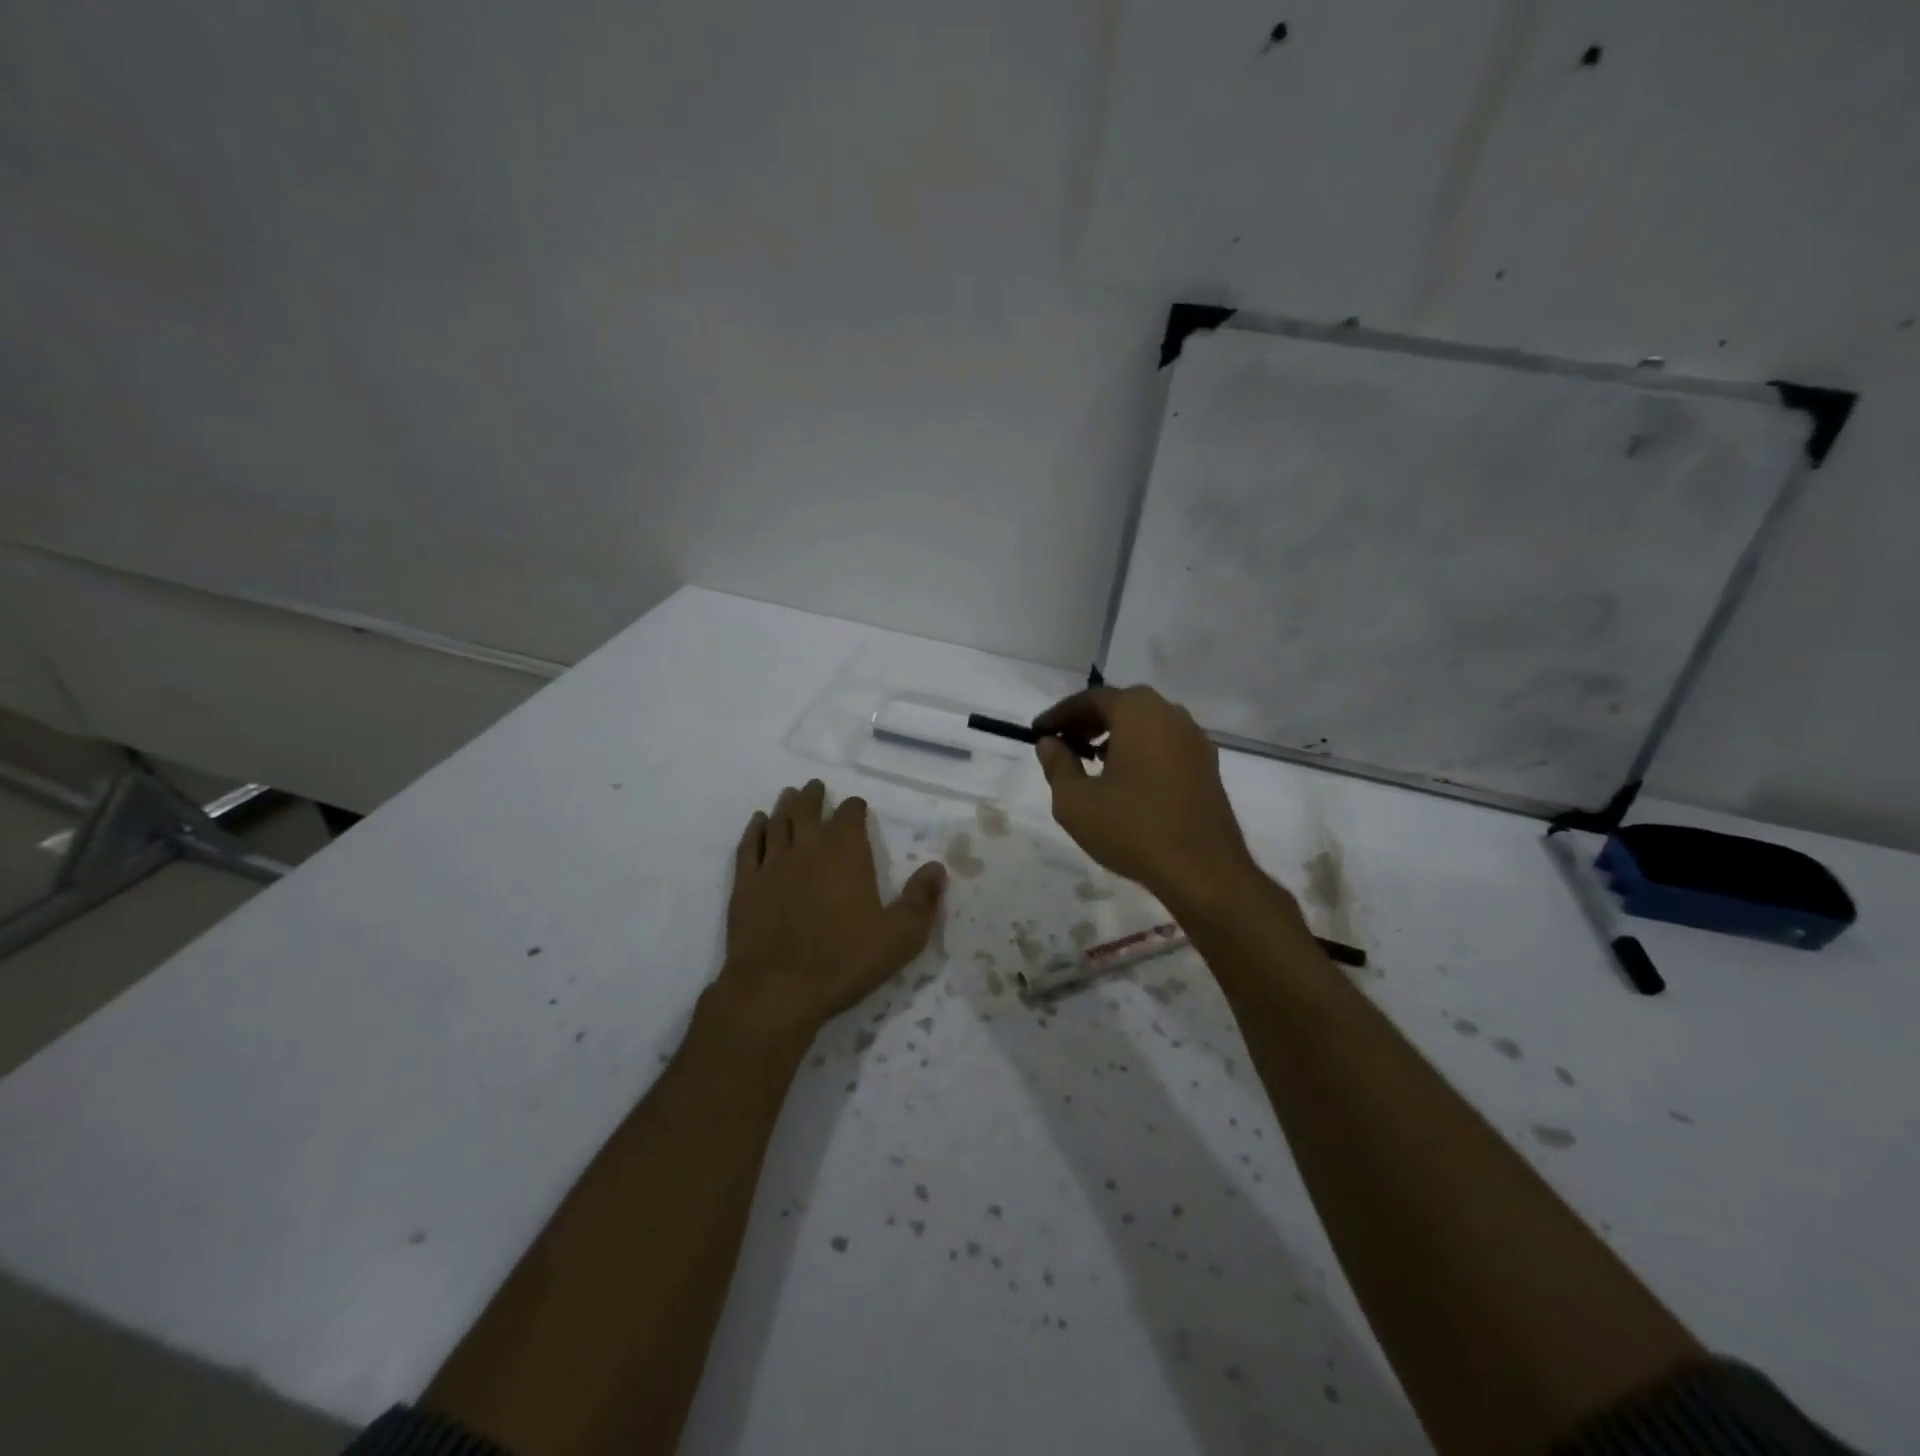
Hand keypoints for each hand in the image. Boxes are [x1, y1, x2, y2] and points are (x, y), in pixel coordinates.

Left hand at [714, 780, 946, 1047]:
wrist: (777, 990)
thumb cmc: (844, 961)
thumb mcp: (900, 937)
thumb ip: (922, 900)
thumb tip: (937, 867)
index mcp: (846, 854)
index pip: (850, 814)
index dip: (855, 808)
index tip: (857, 807)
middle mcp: (808, 848)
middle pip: (808, 809)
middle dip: (814, 796)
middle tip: (816, 787)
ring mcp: (772, 864)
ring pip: (778, 822)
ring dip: (786, 805)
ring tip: (790, 795)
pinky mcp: (745, 885)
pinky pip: (749, 846)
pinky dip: (755, 829)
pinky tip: (758, 823)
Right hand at [1033, 687, 1257, 915]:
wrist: (1203, 871)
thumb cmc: (1132, 829)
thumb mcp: (1076, 802)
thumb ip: (1057, 765)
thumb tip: (1049, 743)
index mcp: (1138, 712)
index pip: (1090, 699)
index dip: (1059, 714)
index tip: (1038, 732)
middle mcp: (1171, 714)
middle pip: (1121, 705)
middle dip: (1088, 721)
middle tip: (1063, 744)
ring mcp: (1195, 739)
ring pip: (1145, 723)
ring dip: (1114, 735)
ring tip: (1091, 762)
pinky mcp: (1207, 765)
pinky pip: (1164, 743)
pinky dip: (1139, 749)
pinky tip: (1125, 779)